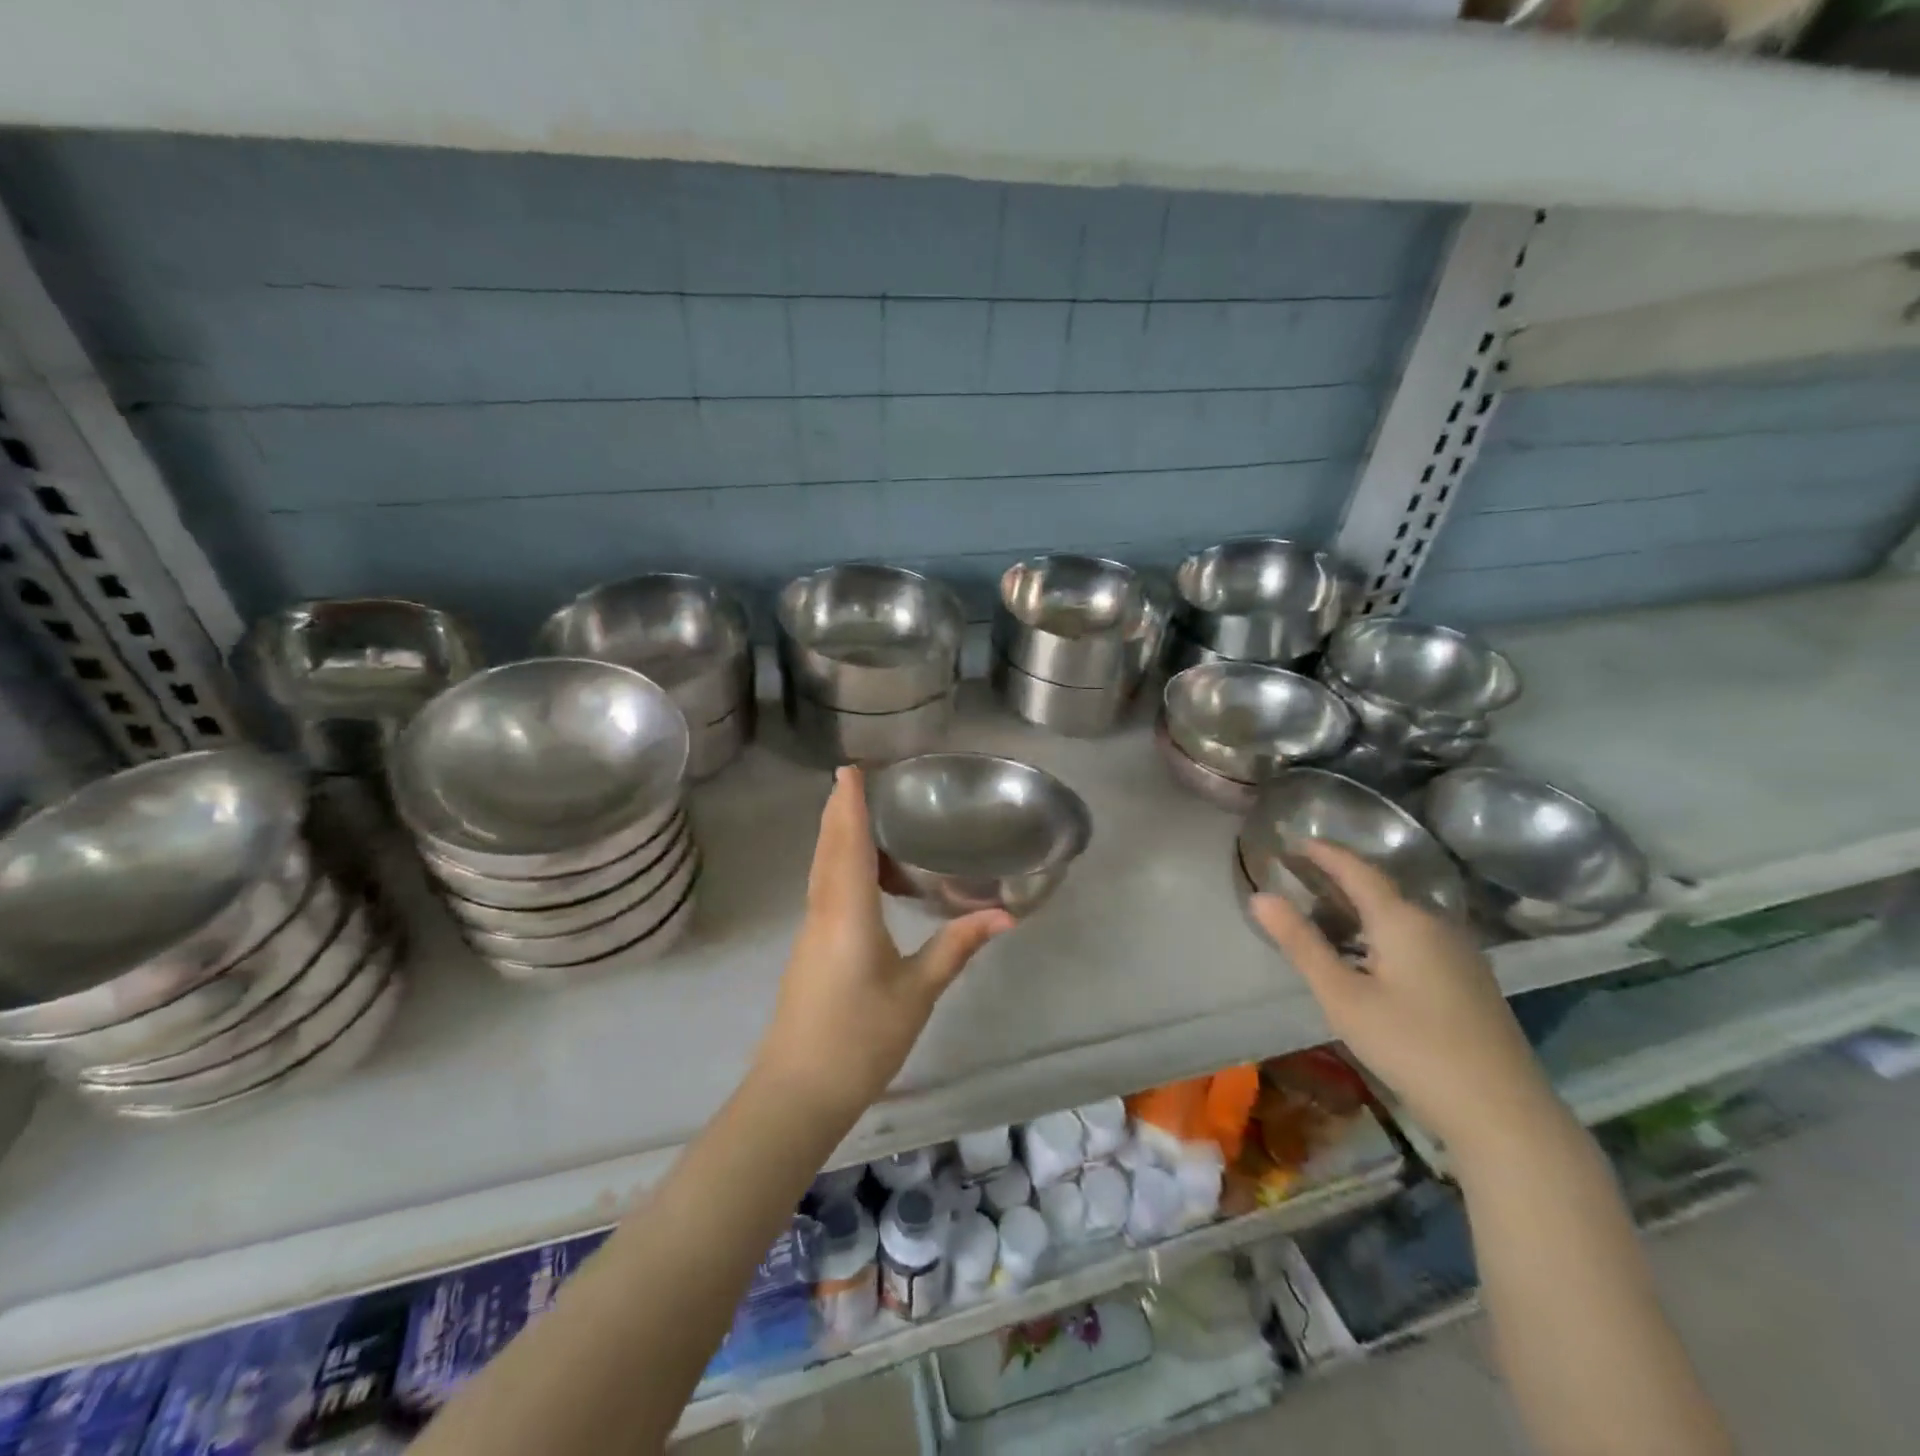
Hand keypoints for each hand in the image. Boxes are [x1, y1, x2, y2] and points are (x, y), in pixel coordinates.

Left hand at [755, 767, 1013, 1119]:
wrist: (798, 1091)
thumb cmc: (861, 1038)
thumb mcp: (917, 992)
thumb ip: (957, 947)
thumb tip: (1005, 915)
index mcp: (848, 912)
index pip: (848, 843)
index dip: (848, 803)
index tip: (849, 768)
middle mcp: (823, 911)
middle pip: (828, 848)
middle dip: (838, 811)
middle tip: (853, 779)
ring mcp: (811, 932)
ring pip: (821, 869)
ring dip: (834, 836)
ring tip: (855, 813)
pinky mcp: (809, 950)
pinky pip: (822, 890)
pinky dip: (835, 864)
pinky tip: (854, 873)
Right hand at [1250, 840, 1555, 1156]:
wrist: (1502, 1112)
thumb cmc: (1411, 1046)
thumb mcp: (1342, 995)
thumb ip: (1300, 943)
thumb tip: (1260, 896)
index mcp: (1403, 920)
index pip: (1357, 870)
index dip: (1324, 853)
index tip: (1294, 841)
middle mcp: (1435, 924)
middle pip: (1381, 890)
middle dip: (1340, 879)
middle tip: (1300, 877)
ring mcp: (1459, 952)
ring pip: (1400, 915)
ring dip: (1361, 908)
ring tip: (1325, 915)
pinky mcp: (1470, 979)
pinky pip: (1417, 937)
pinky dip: (1383, 932)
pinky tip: (1369, 956)